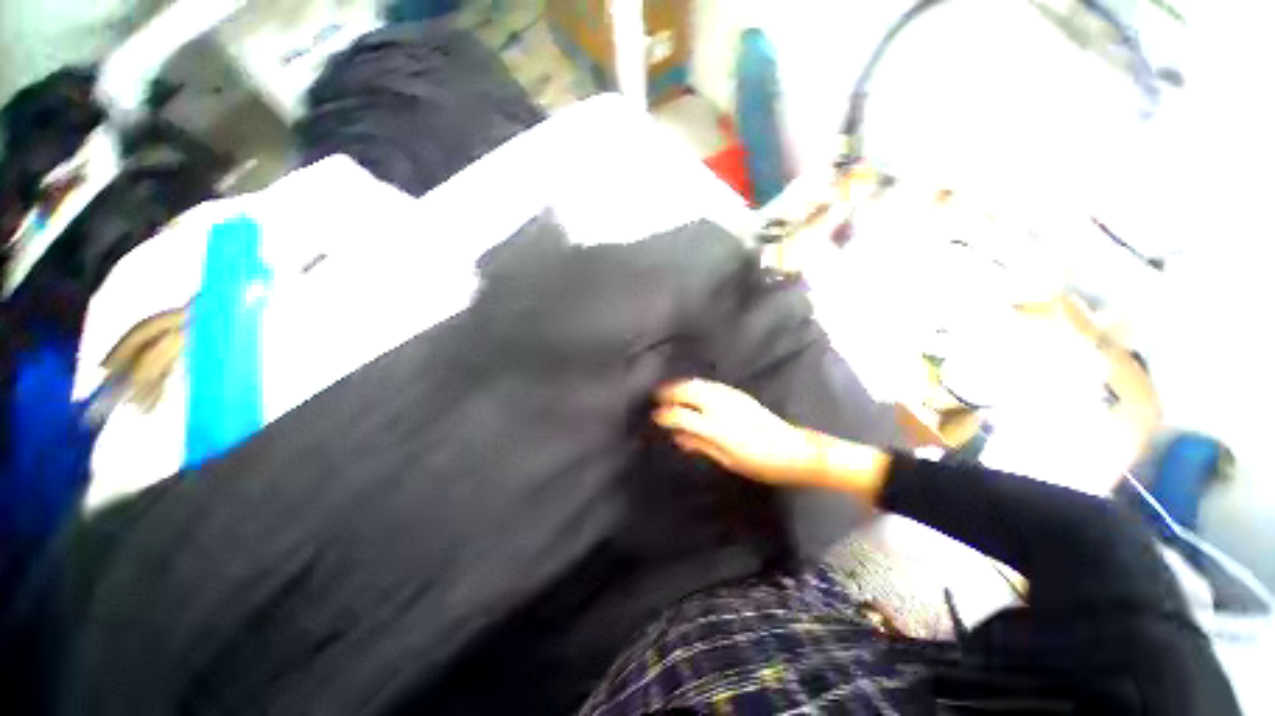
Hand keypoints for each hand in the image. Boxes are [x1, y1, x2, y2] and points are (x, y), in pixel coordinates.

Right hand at [653, 379, 819, 486]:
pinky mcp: (739, 393)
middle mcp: (720, 407)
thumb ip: (700, 445)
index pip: (682, 415)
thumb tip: (677, 437)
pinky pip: (711, 384)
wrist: (793, 450)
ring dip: (681, 385)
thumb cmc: (760, 464)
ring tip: (670, 390)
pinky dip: (696, 384)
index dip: (665, 415)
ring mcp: (730, 397)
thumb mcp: (727, 460)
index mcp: (716, 428)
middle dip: (670, 392)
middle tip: (658, 397)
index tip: (656, 417)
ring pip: (699, 383)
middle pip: (688, 391)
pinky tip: (692, 389)